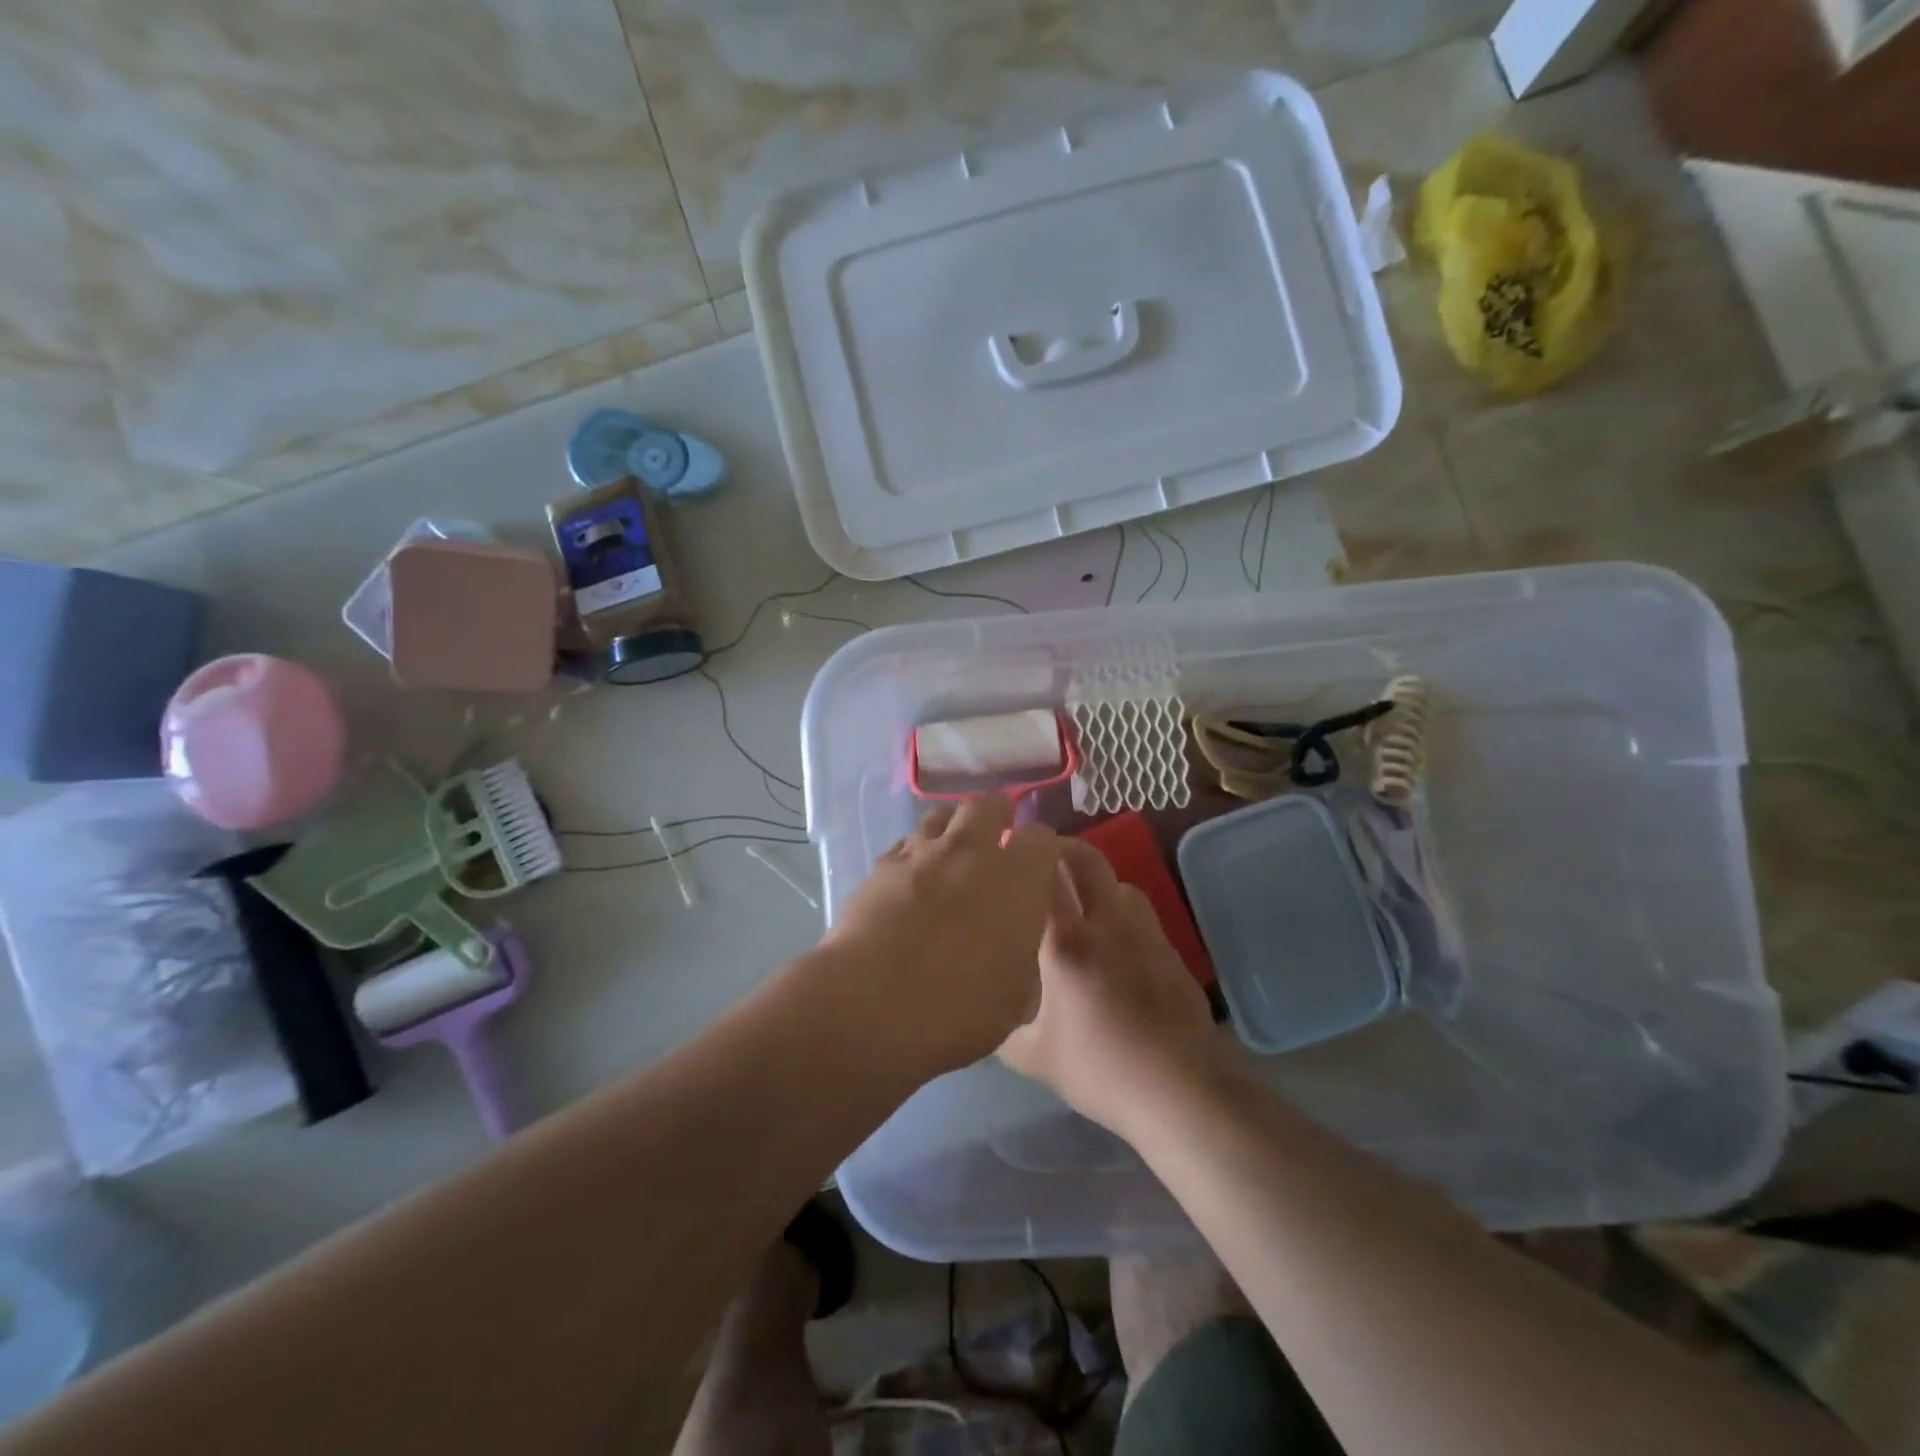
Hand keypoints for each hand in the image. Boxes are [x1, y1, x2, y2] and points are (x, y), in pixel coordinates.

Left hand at [820, 797, 1062, 1077]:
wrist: (872, 1004)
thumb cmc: (959, 1009)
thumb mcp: (1016, 998)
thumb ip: (1022, 957)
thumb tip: (1013, 948)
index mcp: (1017, 879)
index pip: (1041, 837)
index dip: (1040, 850)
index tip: (1037, 868)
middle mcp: (972, 851)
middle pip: (989, 804)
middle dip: (997, 816)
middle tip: (996, 841)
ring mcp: (922, 852)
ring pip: (942, 814)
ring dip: (952, 827)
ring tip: (950, 853)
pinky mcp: (881, 865)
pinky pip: (905, 843)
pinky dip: (914, 853)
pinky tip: (911, 878)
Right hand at [998, 839, 1222, 1136]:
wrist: (1180, 1089)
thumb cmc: (1100, 1068)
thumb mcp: (1034, 1057)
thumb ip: (1004, 1031)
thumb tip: (984, 1021)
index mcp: (1067, 942)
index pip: (1044, 876)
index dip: (1026, 855)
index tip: (1008, 849)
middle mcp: (1107, 924)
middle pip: (1088, 861)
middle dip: (1064, 848)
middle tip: (1042, 856)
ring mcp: (1145, 934)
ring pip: (1121, 883)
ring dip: (1098, 882)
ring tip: (1081, 901)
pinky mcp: (1171, 952)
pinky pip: (1142, 916)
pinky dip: (1122, 914)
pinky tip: (1115, 945)